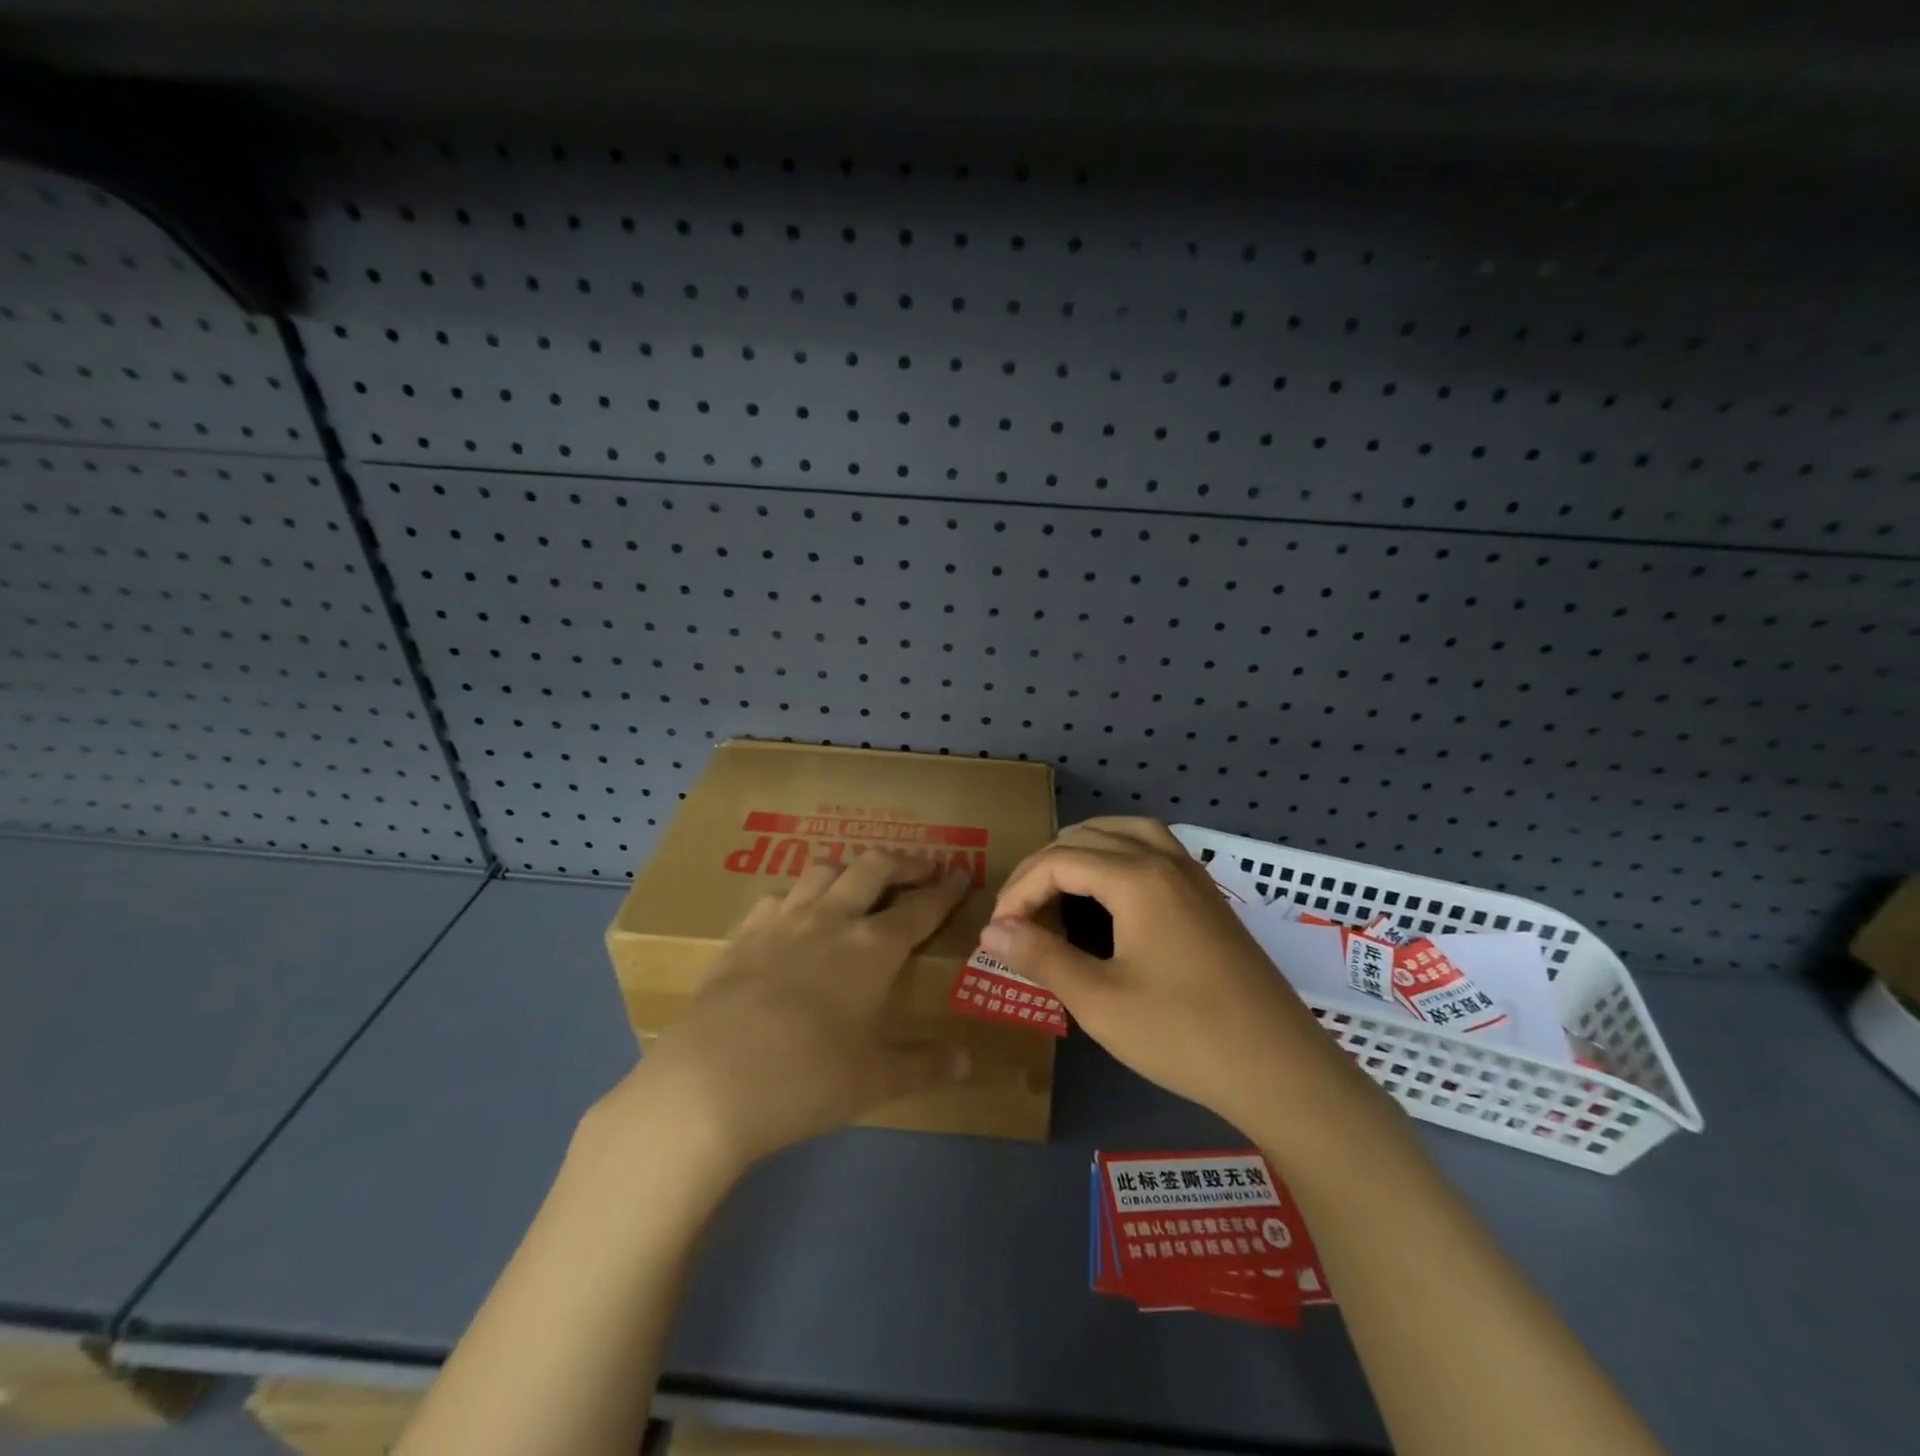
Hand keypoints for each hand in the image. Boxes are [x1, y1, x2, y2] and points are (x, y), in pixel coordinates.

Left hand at [620, 850, 973, 1169]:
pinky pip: (778, 895)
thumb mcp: (874, 1080)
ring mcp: (784, 920)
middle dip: (904, 862)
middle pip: (874, 867)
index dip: (945, 890)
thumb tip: (968, 1061)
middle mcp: (832, 919)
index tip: (961, 875)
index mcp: (873, 948)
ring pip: (824, 869)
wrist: (710, 1082)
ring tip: (860, 881)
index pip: (921, 907)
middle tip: (920, 868)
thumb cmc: (806, 1080)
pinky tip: (796, 912)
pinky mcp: (745, 933)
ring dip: (851, 868)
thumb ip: (924, 1065)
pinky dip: (799, 894)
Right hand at [977, 818, 1342, 1126]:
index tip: (997, 933)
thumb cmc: (1183, 1034)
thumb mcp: (1099, 1000)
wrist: (1279, 1069)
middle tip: (1019, 913)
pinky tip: (1110, 892)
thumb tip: (991, 932)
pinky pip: (1154, 849)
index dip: (1018, 892)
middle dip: (1044, 867)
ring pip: (1127, 831)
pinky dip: (1119, 854)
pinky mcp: (1209, 896)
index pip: (1058, 861)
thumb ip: (1041, 957)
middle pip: (1088, 837)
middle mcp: (1165, 860)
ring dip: (1084, 848)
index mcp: (1137, 877)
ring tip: (1056, 885)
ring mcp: (1193, 875)